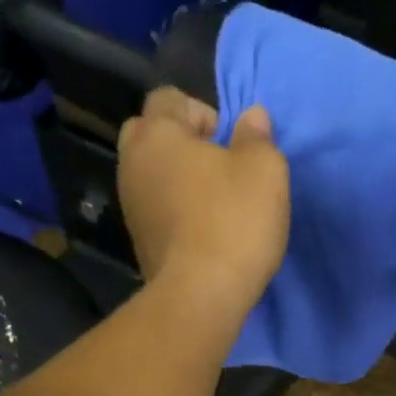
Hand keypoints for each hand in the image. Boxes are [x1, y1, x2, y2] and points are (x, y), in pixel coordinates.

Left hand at [117, 88, 289, 312]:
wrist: (201, 297)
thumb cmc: (234, 222)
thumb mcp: (264, 170)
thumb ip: (258, 137)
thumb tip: (252, 117)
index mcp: (157, 134)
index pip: (169, 98)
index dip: (202, 112)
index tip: (229, 143)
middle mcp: (133, 164)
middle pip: (150, 134)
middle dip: (180, 143)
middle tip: (216, 168)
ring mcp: (131, 207)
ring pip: (151, 176)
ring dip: (178, 181)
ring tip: (213, 204)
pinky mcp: (140, 244)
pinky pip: (156, 211)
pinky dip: (175, 213)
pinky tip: (202, 233)